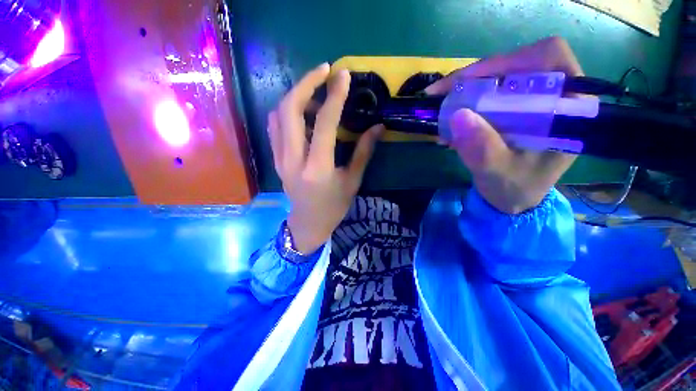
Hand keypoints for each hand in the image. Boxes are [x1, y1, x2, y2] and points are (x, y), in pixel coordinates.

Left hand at [268, 63, 383, 253]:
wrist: (308, 223)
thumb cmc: (333, 206)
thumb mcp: (352, 181)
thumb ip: (363, 152)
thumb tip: (378, 127)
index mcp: (317, 168)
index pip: (324, 123)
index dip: (334, 96)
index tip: (343, 75)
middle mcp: (293, 159)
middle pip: (290, 109)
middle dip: (306, 83)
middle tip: (325, 71)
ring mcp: (280, 158)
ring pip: (278, 114)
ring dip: (296, 95)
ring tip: (315, 90)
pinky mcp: (276, 159)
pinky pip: (275, 126)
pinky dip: (287, 110)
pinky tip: (302, 111)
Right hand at [425, 37, 582, 213]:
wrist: (513, 199)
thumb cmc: (515, 188)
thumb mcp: (498, 173)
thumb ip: (482, 149)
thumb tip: (458, 116)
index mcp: (568, 108)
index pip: (547, 58)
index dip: (507, 61)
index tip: (469, 81)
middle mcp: (555, 96)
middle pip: (518, 65)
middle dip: (477, 78)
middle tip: (443, 94)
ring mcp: (533, 102)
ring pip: (500, 79)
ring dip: (467, 92)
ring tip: (442, 109)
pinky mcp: (516, 110)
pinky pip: (490, 95)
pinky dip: (466, 104)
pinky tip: (451, 120)